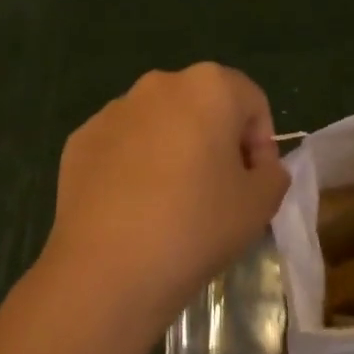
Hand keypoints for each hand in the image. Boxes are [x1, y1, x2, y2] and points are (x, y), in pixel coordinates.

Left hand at [41, 64, 288, 330]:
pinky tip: (133, 210)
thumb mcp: (259, 207)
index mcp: (209, 87)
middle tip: (218, 195)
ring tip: (172, 206)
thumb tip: (259, 168)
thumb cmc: (195, 227)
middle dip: (216, 142)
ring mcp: (115, 109)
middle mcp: (160, 84)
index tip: (254, 186)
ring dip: (174, 151)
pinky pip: (122, 144)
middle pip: (204, 106)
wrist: (104, 270)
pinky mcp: (81, 138)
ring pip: (160, 123)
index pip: (252, 103)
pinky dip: (133, 166)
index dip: (261, 144)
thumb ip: (272, 175)